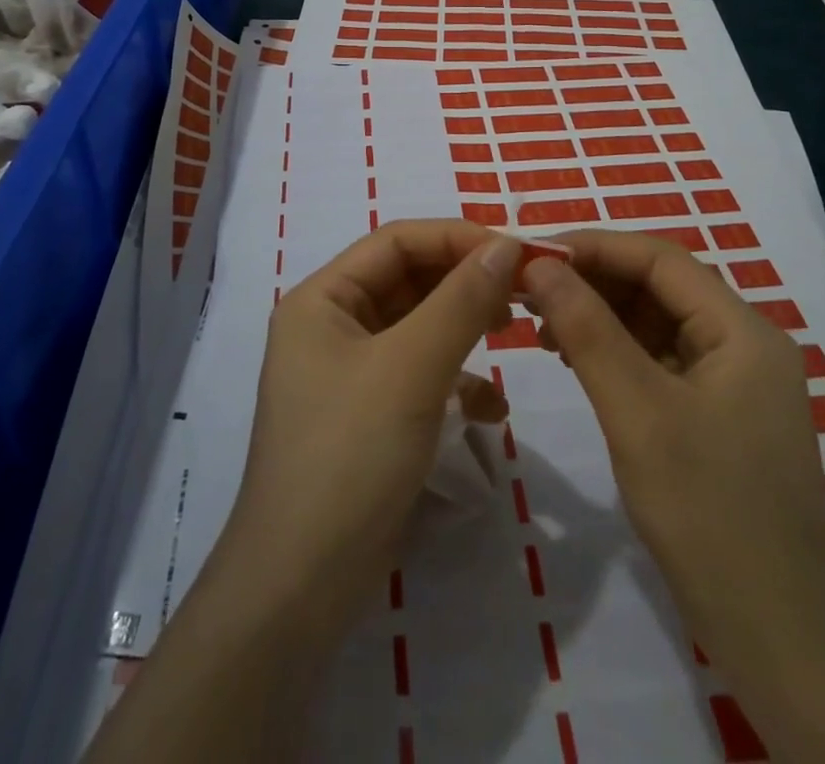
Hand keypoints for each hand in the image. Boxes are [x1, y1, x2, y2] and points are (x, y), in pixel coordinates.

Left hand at [215, 219, 520, 644]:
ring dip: (465, 328)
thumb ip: (461, 301)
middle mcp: (331, 325)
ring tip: (513, 333)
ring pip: (417, 327)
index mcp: (323, 298)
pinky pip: (418, 375)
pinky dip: (455, 382)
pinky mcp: (368, 416)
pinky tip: (490, 411)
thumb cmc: (350, 455)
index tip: (518, 250)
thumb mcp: (411, 368)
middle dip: (465, 282)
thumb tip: (507, 246)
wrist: (301, 587)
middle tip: (524, 290)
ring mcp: (348, 373)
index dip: (457, 238)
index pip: (397, 242)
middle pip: (408, 281)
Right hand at [523, 230, 824, 762]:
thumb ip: (587, 328)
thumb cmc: (707, 511)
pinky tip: (574, 359)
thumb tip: (540, 265)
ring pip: (655, 322)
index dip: (594, 247)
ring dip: (599, 316)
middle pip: (658, 287)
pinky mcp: (718, 414)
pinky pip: (659, 360)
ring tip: (541, 325)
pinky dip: (615, 351)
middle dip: (592, 282)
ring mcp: (734, 381)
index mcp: (742, 330)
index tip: (534, 253)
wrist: (775, 636)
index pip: (660, 259)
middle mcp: (744, 343)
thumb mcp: (636, 410)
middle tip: (528, 290)